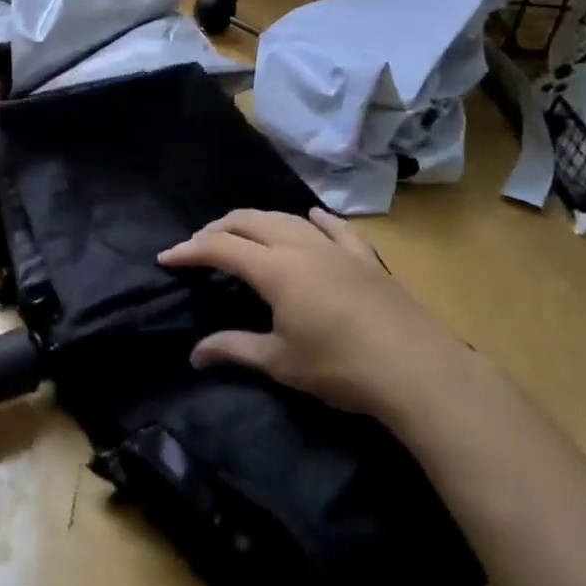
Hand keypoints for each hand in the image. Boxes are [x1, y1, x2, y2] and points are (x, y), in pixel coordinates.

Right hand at [158, 208, 471, 424]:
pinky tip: (311, 216)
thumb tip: (195, 354)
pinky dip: (315, 219)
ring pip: (288, 218)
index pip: (221, 248)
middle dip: (218, 228)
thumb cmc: (341, 367)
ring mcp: (336, 248)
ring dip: (258, 220)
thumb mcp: (280, 362)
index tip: (167, 257)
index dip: (190, 250)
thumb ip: (234, 349)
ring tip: (242, 232)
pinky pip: (335, 228)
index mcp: (275, 270)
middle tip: (198, 244)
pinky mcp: (365, 258)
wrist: (418, 370)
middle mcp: (301, 246)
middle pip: (250, 221)